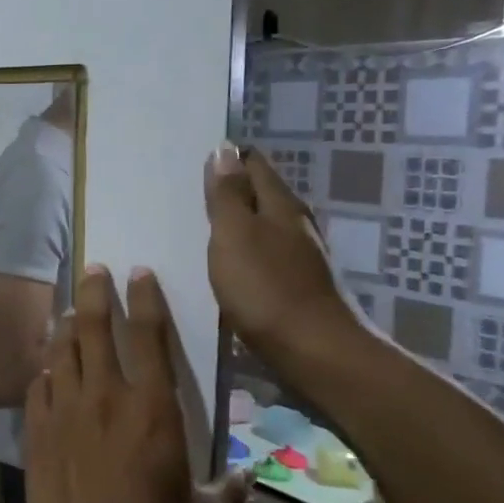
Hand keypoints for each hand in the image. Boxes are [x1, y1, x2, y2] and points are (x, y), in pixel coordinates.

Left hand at [23, 266, 251, 502]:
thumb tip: (248, 478)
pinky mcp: (38, 428)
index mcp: (152, 406)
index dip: (145, 298)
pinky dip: (45, 370)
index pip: (150, 335)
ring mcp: (66, 408)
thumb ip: (228, 494)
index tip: (138, 272)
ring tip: (69, 309)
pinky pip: (39, 385)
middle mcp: (106, 394)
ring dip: (67, 325)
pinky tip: (47, 366)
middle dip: (96, 293)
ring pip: (63, 350)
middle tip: (93, 269)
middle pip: (96, 327)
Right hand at [204, 142, 363, 367]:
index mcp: (281, 205)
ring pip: (263, 226)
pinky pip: (264, 255)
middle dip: (230, 189)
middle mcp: (296, 225)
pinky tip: (226, 264)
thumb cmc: (266, 288)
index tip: (196, 159)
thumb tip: (224, 149)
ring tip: (201, 226)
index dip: (228, 158)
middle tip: (190, 191)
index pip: (254, 165)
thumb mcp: (234, 234)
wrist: (313, 352)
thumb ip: (227, 194)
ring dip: (237, 222)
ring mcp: (300, 257)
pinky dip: (244, 251)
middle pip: (261, 194)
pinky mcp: (296, 286)